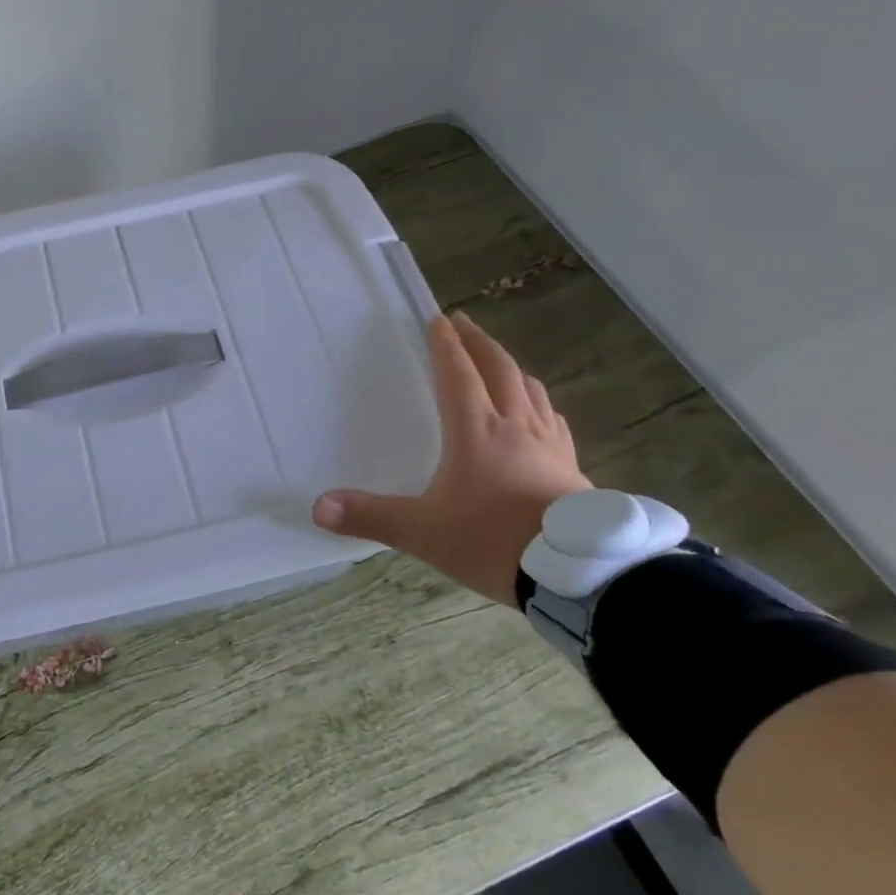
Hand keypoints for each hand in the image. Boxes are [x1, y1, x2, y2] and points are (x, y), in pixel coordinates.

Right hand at [313, 311, 590, 605]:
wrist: (577, 575)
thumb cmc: (493, 541)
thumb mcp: (423, 532)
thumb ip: (371, 517)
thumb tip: (318, 507)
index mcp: (476, 432)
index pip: (458, 376)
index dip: (446, 346)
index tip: (438, 319)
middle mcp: (515, 428)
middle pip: (499, 371)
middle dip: (479, 343)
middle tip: (465, 323)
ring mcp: (550, 446)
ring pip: (531, 391)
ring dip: (511, 369)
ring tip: (500, 361)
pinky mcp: (573, 468)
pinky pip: (554, 422)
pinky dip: (541, 405)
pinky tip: (541, 414)